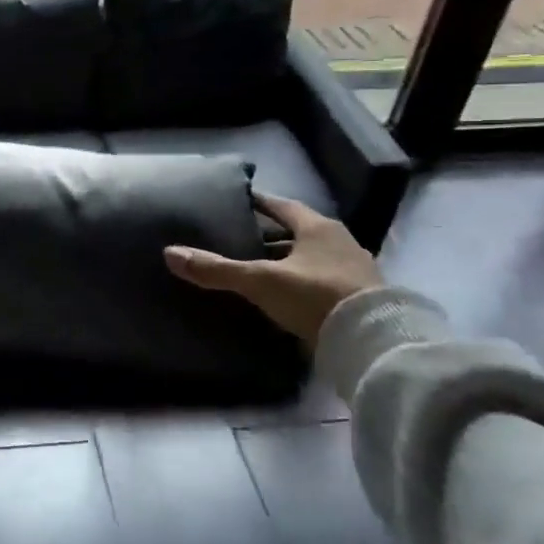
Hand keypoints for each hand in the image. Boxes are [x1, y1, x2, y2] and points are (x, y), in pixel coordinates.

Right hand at [164, 192, 383, 347]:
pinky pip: (324, 281)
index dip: (259, 203)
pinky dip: (303, 283)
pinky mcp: (361, 298)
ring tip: (260, 269)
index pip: (282, 206)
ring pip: (312, 257)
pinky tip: (287, 295)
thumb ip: (217, 269)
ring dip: (289, 261)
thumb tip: (170, 253)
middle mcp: (340, 242)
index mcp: (318, 227)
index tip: (238, 202)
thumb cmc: (315, 296)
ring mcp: (355, 270)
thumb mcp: (260, 281)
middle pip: (298, 232)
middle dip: (271, 235)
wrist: (373, 341)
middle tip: (241, 238)